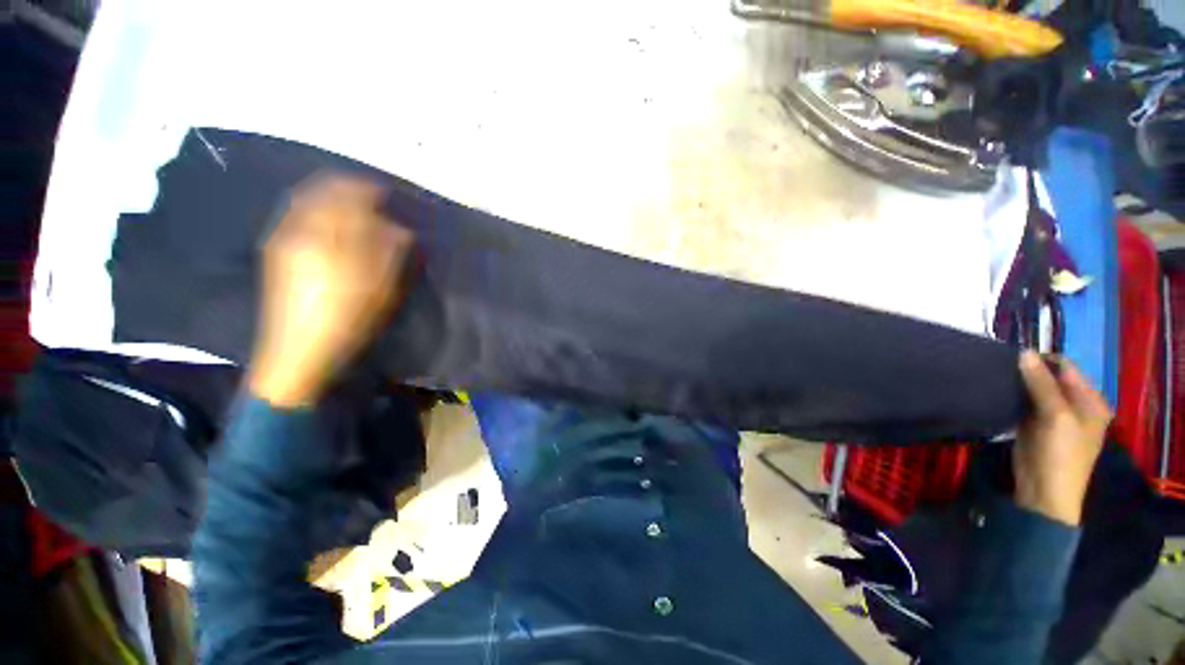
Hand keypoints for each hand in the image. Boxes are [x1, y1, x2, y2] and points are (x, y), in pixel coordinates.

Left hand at [248, 176, 413, 407]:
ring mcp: (282, 241)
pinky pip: (297, 218)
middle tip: (373, 199)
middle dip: (347, 189)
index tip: (388, 192)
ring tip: (355, 210)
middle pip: (319, 191)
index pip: (343, 192)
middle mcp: (296, 229)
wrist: (299, 352)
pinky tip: (333, 227)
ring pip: (305, 203)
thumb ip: (389, 249)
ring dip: (331, 199)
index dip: (368, 188)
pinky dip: (318, 213)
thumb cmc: (347, 318)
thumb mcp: (378, 286)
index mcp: (322, 235)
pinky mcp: (278, 255)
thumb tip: (398, 227)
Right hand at [1013, 351, 1111, 525]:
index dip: (1042, 361)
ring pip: (1035, 389)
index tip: (1013, 359)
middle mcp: (1076, 405)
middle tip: (1003, 370)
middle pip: (1051, 378)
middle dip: (1029, 372)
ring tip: (999, 379)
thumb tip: (1023, 352)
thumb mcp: (1055, 416)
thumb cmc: (1059, 454)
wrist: (1044, 492)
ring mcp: (1055, 416)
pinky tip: (1000, 394)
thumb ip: (1041, 384)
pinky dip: (1015, 396)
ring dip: (1020, 384)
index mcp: (1091, 401)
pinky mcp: (1035, 424)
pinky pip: (1026, 402)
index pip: (1066, 368)